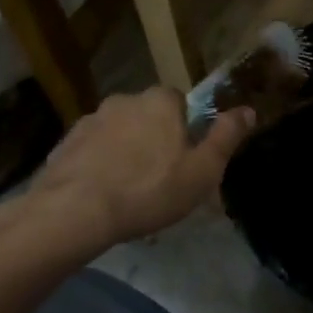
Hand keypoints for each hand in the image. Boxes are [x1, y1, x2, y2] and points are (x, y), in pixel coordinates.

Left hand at [0, 89, 253, 261]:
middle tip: (159, 178)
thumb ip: (226, 136)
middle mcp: (124, 100)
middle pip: (147, 116)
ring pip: (117, 133)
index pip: (180, 102)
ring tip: (127, 191)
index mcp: (160, 101)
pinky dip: (97, 166)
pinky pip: (90, 151)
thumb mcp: (202, 170)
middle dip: (153, 139)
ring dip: (123, 152)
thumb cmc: (149, 189)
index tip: (185, 157)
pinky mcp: (64, 145)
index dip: (185, 129)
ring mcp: (90, 120)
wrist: (73, 212)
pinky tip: (100, 195)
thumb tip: (248, 109)